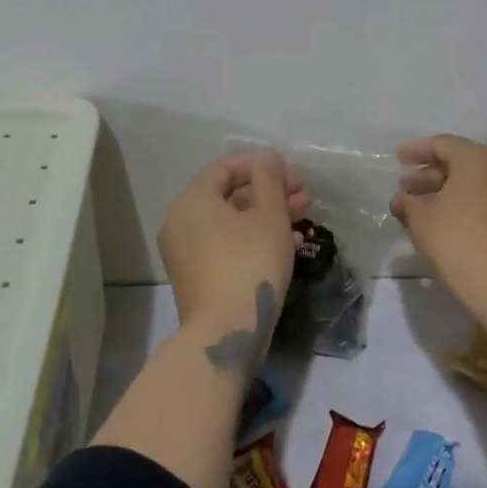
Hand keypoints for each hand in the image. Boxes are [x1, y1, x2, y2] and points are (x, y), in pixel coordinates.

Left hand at [158, 149, 309, 327]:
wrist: (226, 331)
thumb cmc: (250, 261)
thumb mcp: (269, 215)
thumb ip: (270, 179)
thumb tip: (267, 156)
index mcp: (193, 200)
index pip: (226, 168)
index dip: (261, 166)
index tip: (292, 175)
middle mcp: (182, 222)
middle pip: (230, 195)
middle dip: (270, 192)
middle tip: (304, 196)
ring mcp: (186, 253)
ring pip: (232, 223)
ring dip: (268, 216)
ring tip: (303, 218)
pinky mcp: (197, 278)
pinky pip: (227, 246)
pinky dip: (254, 240)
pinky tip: (289, 244)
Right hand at [390, 135, 486, 311]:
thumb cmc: (458, 242)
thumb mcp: (421, 220)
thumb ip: (407, 203)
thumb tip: (402, 199)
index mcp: (476, 158)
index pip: (441, 144)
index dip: (416, 150)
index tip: (396, 159)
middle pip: (459, 162)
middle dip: (429, 174)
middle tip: (405, 191)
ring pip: (474, 182)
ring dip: (445, 191)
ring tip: (420, 210)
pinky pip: (486, 198)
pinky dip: (464, 203)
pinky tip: (445, 222)